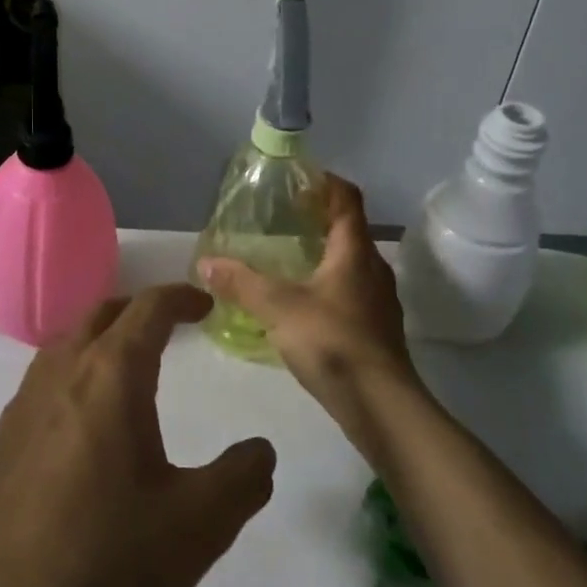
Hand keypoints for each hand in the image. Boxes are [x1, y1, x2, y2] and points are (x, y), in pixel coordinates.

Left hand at [0, 286, 276, 586]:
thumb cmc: (105, 563)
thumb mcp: (198, 526)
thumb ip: (242, 479)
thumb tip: (260, 451)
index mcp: (110, 376)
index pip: (148, 308)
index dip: (180, 297)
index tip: (205, 305)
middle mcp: (60, 376)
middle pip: (99, 314)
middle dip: (137, 309)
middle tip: (168, 326)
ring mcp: (20, 410)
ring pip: (63, 348)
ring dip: (98, 341)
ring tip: (126, 370)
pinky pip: (40, 389)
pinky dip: (71, 381)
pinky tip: (80, 431)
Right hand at [200, 176, 422, 428]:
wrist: (381, 406)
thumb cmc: (333, 342)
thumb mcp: (279, 308)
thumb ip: (241, 283)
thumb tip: (205, 263)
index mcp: (355, 251)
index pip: (347, 199)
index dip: (325, 183)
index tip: (297, 179)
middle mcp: (373, 269)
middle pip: (349, 230)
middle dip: (318, 220)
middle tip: (281, 219)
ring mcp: (378, 302)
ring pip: (349, 265)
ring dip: (322, 255)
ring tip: (285, 260)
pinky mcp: (374, 331)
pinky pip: (348, 294)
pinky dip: (325, 287)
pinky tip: (300, 306)